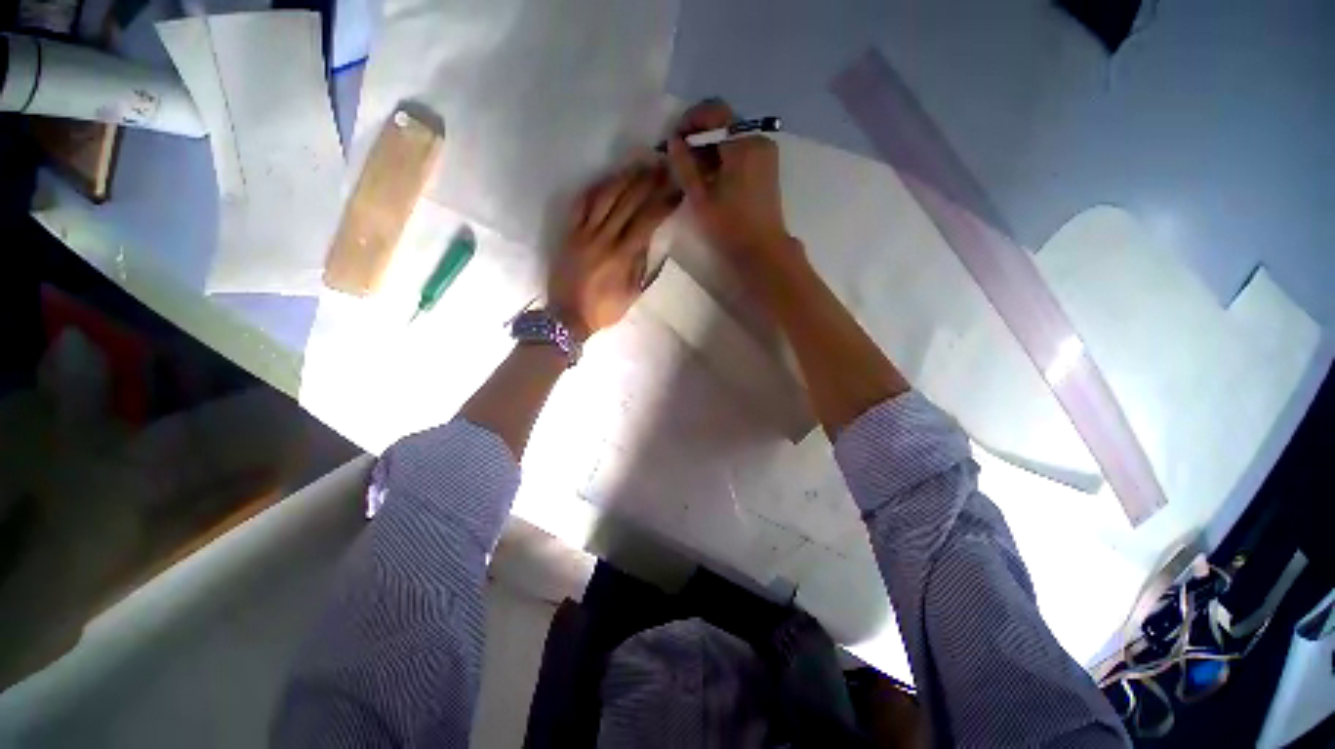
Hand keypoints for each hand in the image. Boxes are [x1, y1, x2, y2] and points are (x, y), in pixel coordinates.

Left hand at [548, 161, 679, 340]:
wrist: (568, 315)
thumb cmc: (604, 309)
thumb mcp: (632, 293)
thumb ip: (641, 264)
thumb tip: (648, 238)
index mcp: (622, 256)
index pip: (646, 221)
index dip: (663, 203)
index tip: (676, 190)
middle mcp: (603, 238)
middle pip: (627, 202)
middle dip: (647, 183)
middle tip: (661, 167)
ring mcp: (583, 233)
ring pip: (604, 197)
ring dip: (623, 178)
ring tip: (637, 165)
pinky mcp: (568, 233)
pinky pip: (580, 205)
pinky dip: (593, 189)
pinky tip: (606, 180)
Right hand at [667, 99, 797, 270]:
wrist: (762, 250)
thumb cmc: (730, 226)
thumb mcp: (700, 198)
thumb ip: (685, 166)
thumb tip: (674, 141)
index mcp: (743, 144)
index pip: (714, 112)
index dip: (690, 120)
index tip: (674, 140)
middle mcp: (758, 139)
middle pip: (724, 123)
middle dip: (699, 136)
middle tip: (681, 159)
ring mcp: (766, 153)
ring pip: (732, 137)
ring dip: (711, 148)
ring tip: (694, 173)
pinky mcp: (767, 166)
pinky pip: (742, 150)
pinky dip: (724, 157)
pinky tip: (712, 178)